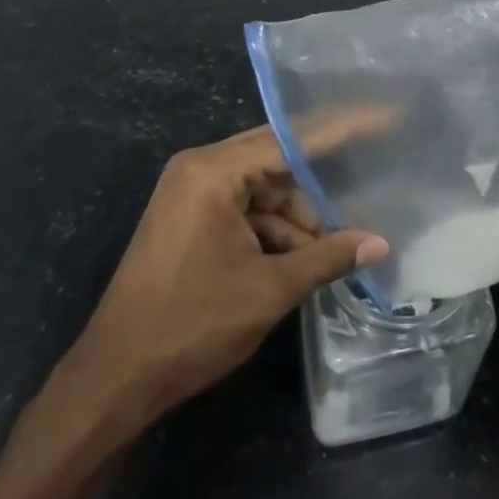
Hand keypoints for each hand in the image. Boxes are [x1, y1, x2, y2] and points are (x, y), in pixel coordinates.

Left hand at [53, 110, 391, 441]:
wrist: (112, 381)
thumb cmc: (190, 325)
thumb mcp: (268, 290)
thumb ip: (327, 258)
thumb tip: (380, 244)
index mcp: (213, 171)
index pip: (293, 138)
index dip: (344, 129)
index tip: (386, 117)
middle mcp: (200, 169)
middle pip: (279, 158)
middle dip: (323, 182)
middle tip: (374, 174)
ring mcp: (192, 193)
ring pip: (265, 188)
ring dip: (300, 218)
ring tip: (339, 246)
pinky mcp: (190, 218)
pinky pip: (246, 208)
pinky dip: (276, 230)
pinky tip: (306, 257)